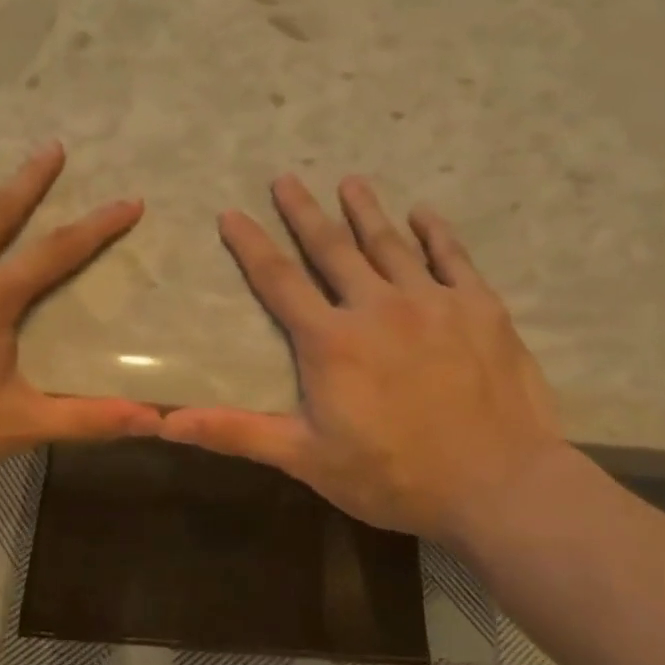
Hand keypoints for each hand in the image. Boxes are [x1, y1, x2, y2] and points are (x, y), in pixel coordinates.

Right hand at [161, 175, 566, 550]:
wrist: (499, 486)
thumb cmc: (395, 477)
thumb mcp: (307, 459)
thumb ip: (239, 432)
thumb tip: (166, 423)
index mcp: (331, 340)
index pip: (279, 281)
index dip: (251, 245)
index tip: (232, 212)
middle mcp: (377, 306)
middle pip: (332, 247)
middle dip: (305, 211)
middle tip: (287, 178)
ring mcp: (432, 301)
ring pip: (390, 243)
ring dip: (366, 210)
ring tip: (350, 181)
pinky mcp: (480, 308)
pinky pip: (453, 258)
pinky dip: (436, 233)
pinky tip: (423, 212)